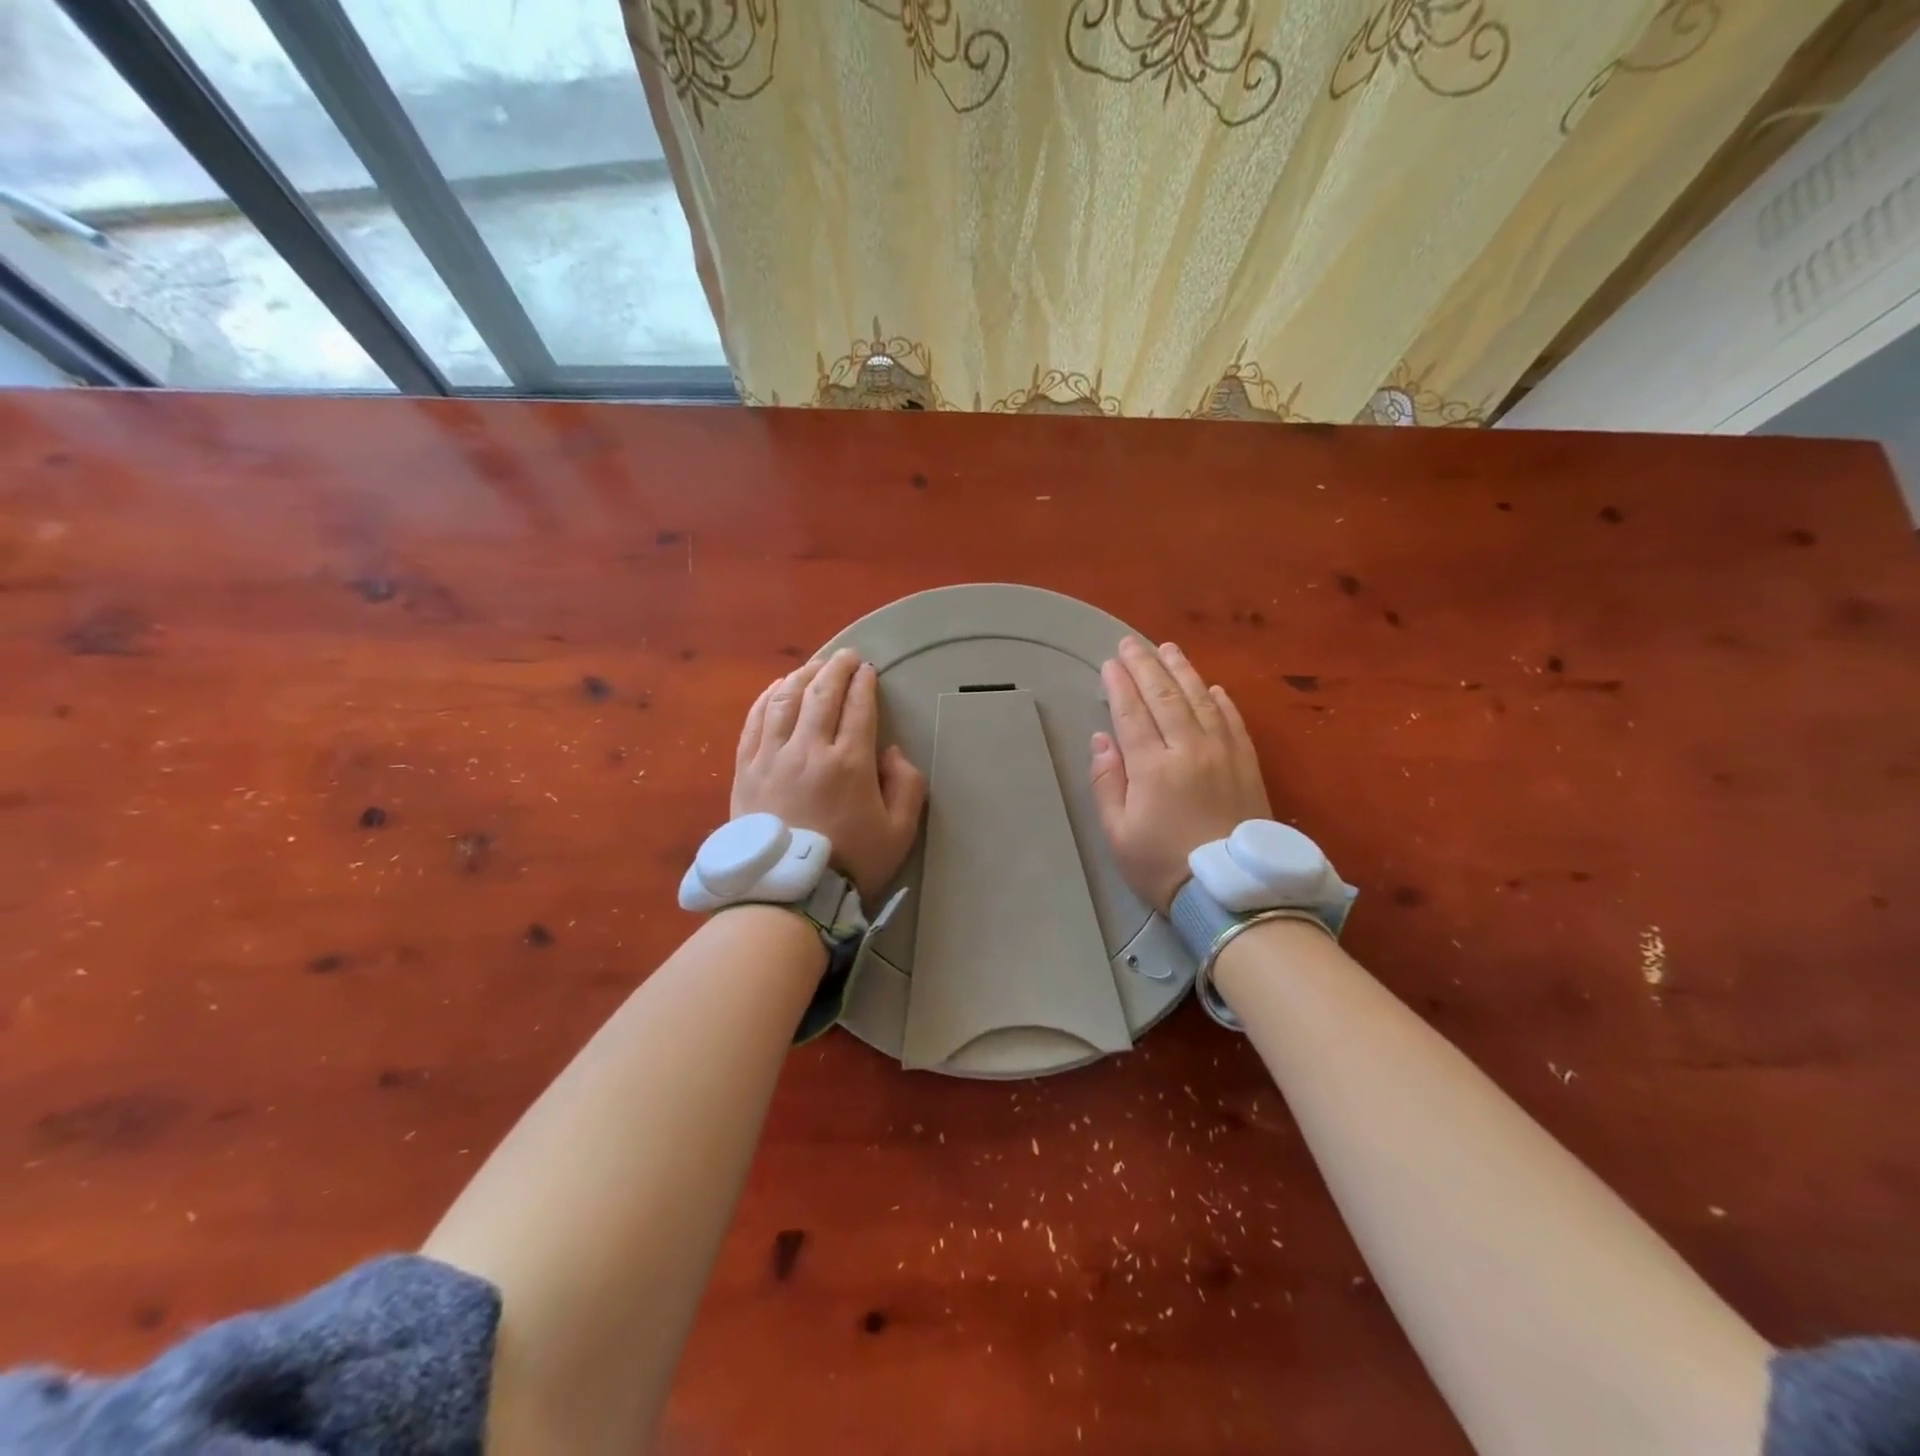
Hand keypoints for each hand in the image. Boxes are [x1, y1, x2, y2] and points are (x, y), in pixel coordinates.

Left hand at [732, 648, 927, 905]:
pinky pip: (754, 722)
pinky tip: (777, 688)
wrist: (789, 894)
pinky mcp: (746, 769)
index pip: (858, 706)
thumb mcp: (900, 831)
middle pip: (821, 693)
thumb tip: (889, 751)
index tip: (869, 670)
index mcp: (850, 763)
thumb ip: (906, 785)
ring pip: (785, 700)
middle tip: (846, 656)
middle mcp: (809, 750)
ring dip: (802, 675)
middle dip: (836, 667)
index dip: (864, 682)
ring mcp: (772, 757)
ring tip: (814, 666)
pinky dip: (767, 698)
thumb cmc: (851, 863)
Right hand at [1089, 637, 1271, 914]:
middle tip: (1131, 643)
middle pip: (1165, 696)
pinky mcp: (1247, 765)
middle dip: (1145, 665)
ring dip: (1182, 671)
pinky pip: (1233, 721)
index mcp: (1153, 767)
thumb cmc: (1164, 867)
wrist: (1233, 893)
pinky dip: (1221, 700)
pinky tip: (1212, 687)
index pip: (1132, 713)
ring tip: (1168, 648)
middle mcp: (1190, 749)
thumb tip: (1102, 740)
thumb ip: (1107, 783)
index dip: (1119, 685)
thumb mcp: (1118, 834)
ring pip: (1200, 700)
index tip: (1109, 663)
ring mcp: (1223, 754)